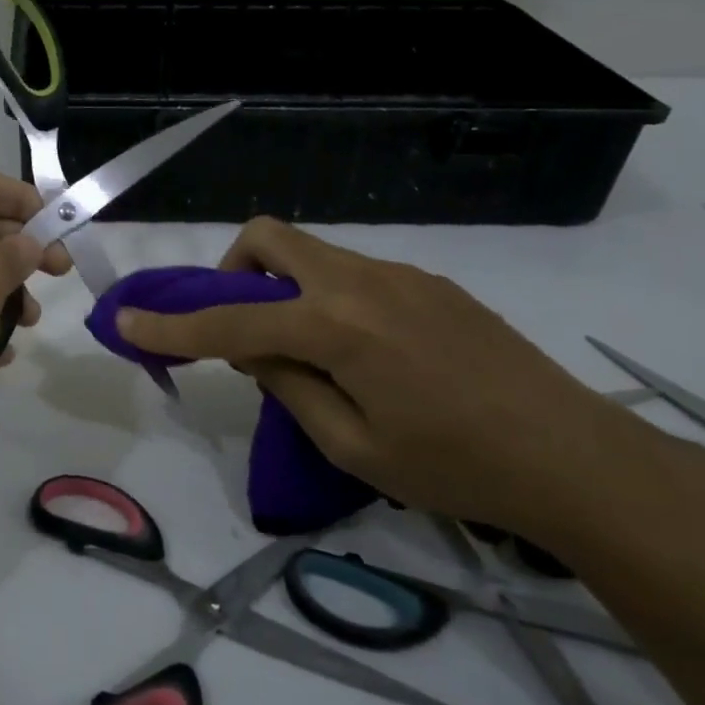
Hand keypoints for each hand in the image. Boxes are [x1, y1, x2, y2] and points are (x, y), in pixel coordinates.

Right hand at [115, 218, 704, 546]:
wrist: (578, 458)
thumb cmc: (458, 468)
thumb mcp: (352, 445)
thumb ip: (289, 386)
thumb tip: (256, 349)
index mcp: (337, 326)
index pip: (232, 318)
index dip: (172, 325)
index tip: (126, 321)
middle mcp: (362, 281)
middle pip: (270, 237)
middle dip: (233, 270)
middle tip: (240, 325)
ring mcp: (401, 276)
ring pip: (312, 254)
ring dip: (281, 288)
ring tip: (303, 353)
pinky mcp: (430, 284)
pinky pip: (352, 274)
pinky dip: (324, 298)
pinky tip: (358, 354)